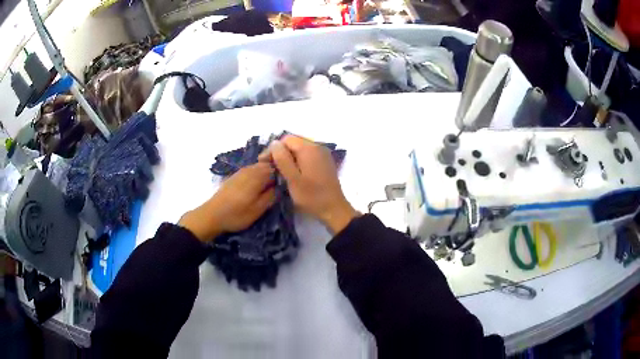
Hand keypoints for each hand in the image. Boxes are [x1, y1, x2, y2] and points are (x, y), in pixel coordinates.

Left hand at [179, 163, 275, 241]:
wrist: (212, 215)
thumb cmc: (237, 214)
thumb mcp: (258, 210)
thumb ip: (270, 196)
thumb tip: (280, 186)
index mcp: (257, 177)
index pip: (276, 168)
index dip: (282, 173)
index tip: (286, 183)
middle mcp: (249, 170)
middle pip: (266, 165)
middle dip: (274, 171)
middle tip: (278, 185)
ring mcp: (240, 172)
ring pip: (258, 167)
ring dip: (265, 173)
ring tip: (268, 186)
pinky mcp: (234, 176)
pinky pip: (250, 170)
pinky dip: (255, 174)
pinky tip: (255, 185)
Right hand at [260, 135, 356, 233]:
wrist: (334, 209)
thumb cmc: (311, 196)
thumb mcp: (292, 179)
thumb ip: (282, 159)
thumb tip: (274, 143)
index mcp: (309, 148)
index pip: (286, 139)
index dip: (273, 149)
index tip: (263, 163)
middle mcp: (318, 146)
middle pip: (293, 143)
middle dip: (280, 153)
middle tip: (270, 167)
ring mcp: (323, 154)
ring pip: (300, 149)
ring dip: (288, 157)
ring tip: (279, 171)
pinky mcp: (324, 162)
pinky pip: (307, 155)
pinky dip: (298, 161)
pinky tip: (292, 172)